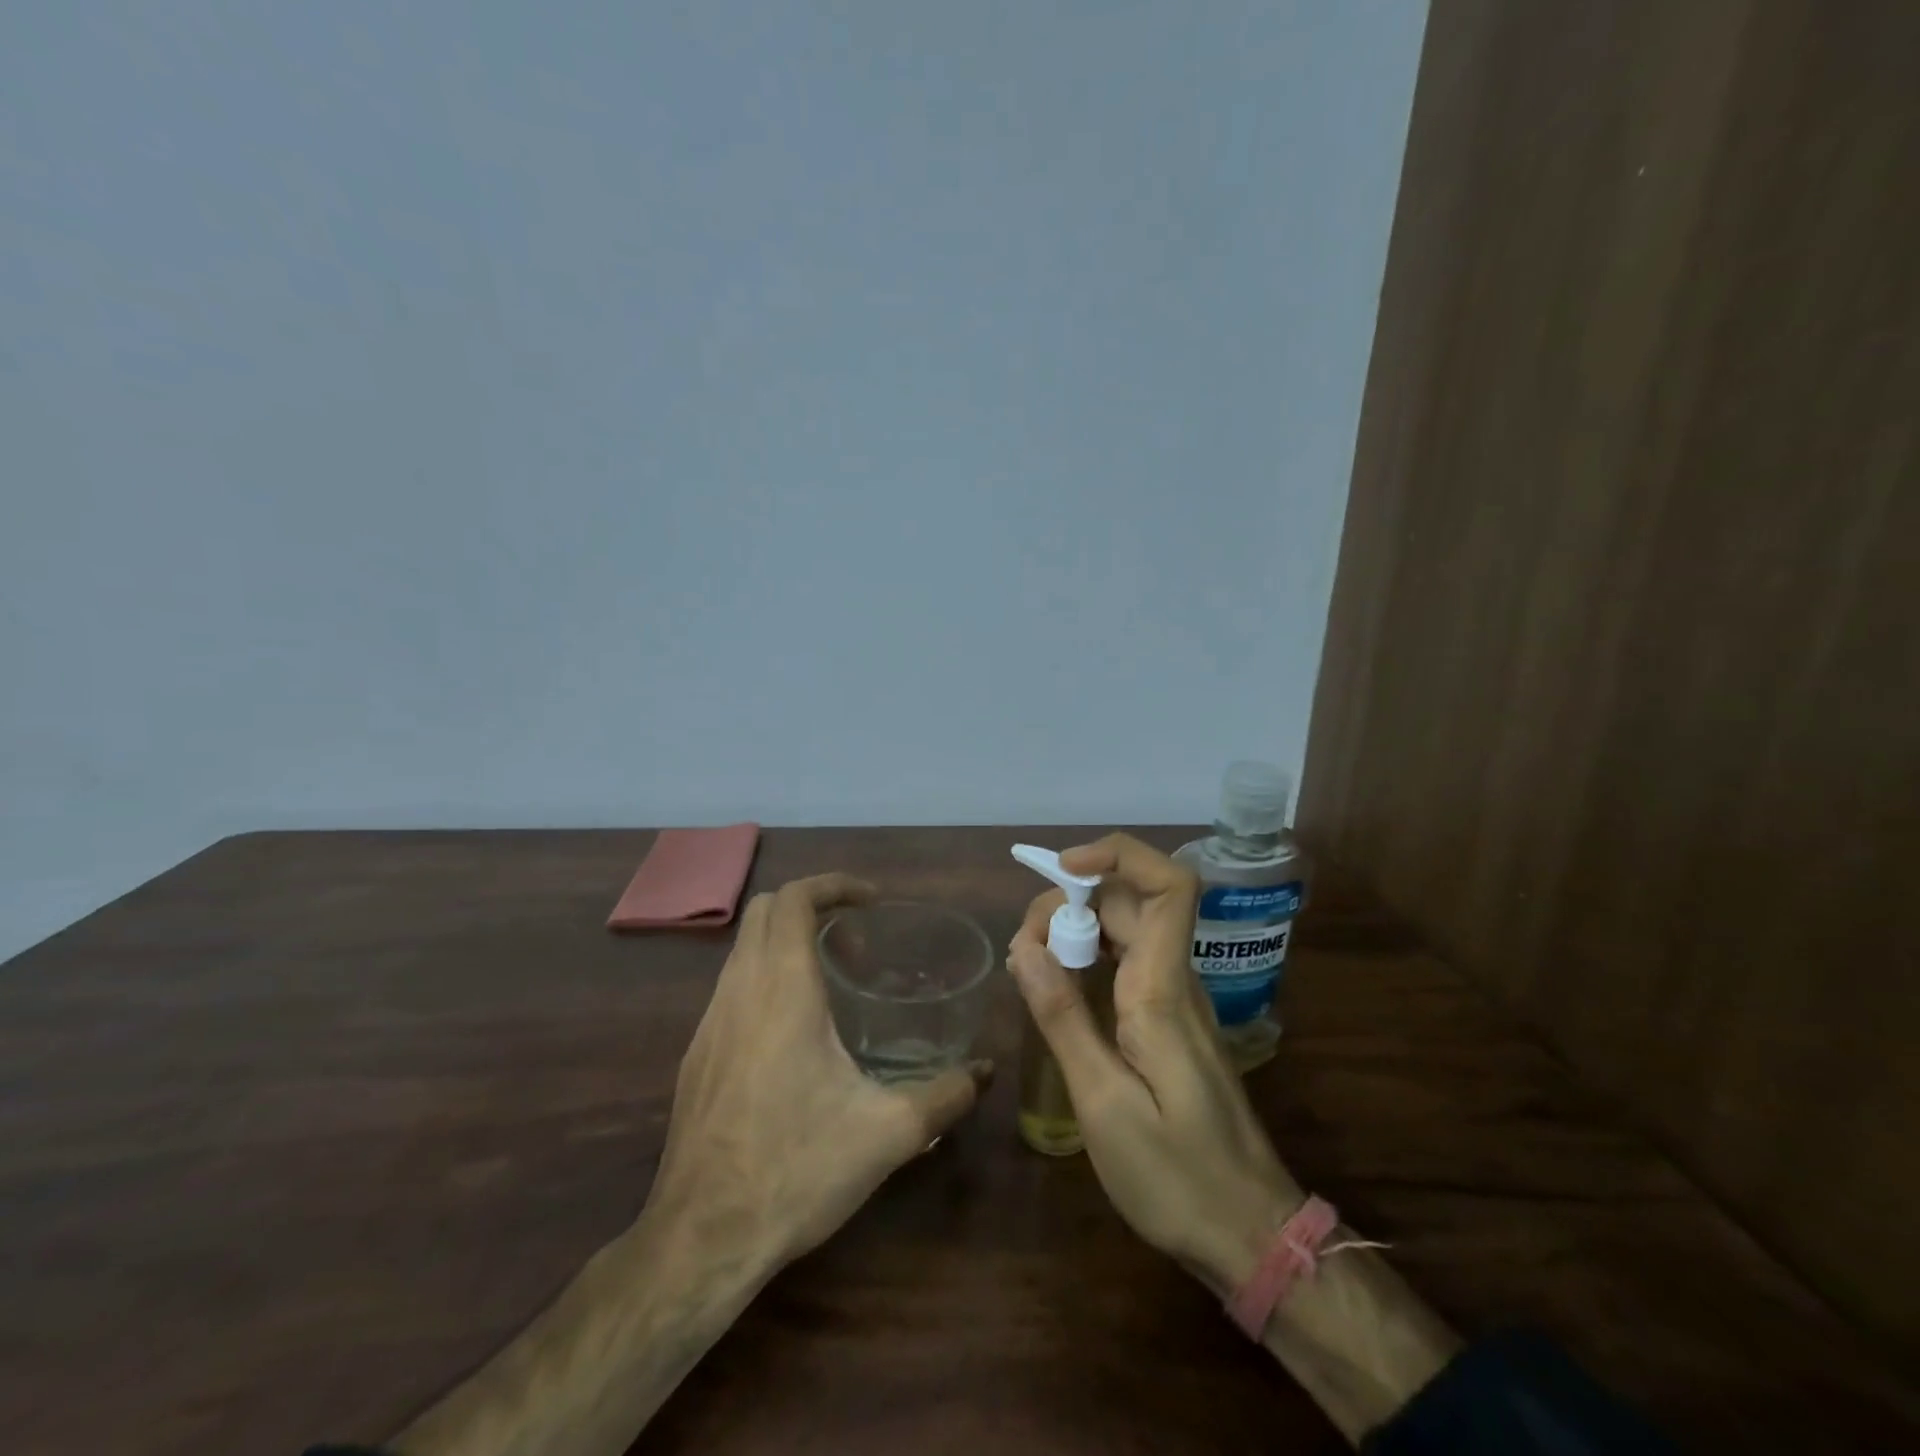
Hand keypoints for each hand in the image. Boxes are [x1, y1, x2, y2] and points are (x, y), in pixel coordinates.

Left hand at [650, 873, 989, 1268]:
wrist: (701, 1239)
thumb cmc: (797, 1168)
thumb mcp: (888, 1133)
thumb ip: (945, 1096)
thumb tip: (985, 1073)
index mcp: (782, 989)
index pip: (795, 899)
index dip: (834, 885)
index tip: (871, 900)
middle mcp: (739, 990)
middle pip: (765, 911)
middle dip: (813, 908)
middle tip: (856, 943)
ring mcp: (709, 1023)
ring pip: (744, 949)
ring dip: (787, 944)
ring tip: (833, 985)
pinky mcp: (696, 1055)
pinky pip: (732, 987)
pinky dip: (766, 978)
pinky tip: (796, 1036)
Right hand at [1009, 835, 1300, 1292]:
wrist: (1251, 1234)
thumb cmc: (1176, 1176)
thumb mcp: (1104, 1104)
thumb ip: (1064, 1019)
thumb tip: (1025, 948)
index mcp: (1163, 990)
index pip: (1168, 886)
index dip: (1118, 854)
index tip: (1062, 869)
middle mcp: (1175, 980)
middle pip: (1132, 901)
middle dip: (1072, 900)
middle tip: (1023, 947)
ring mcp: (1177, 1000)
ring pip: (1129, 929)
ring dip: (1077, 926)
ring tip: (1029, 963)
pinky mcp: (1171, 1023)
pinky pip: (1129, 962)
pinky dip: (1089, 955)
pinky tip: (1057, 987)